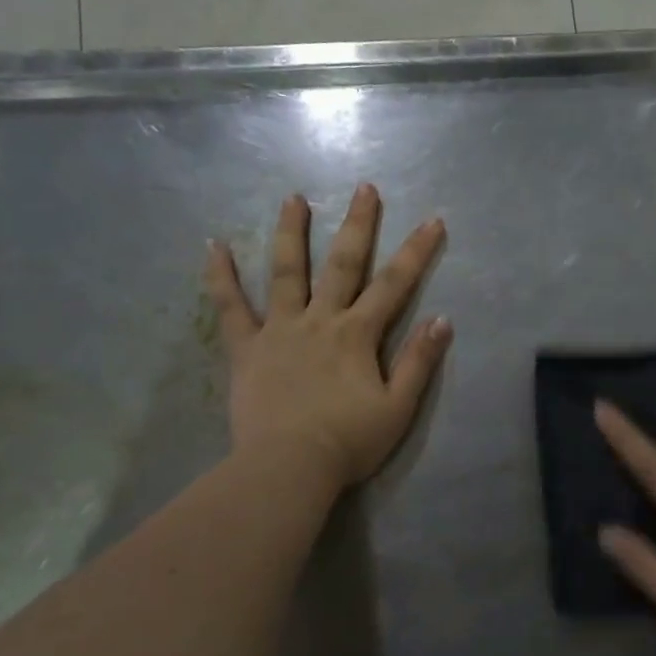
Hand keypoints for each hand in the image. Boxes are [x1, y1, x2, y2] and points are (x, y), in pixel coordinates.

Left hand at [205, 184, 451, 490]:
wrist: (287, 467)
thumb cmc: (348, 442)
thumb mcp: (398, 408)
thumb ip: (419, 362)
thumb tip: (442, 319)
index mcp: (358, 335)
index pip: (394, 285)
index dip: (417, 252)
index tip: (432, 220)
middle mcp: (320, 320)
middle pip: (343, 264)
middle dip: (358, 225)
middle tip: (364, 188)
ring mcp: (279, 330)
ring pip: (286, 272)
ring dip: (292, 233)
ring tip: (293, 198)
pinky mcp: (246, 349)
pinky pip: (231, 307)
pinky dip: (221, 277)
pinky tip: (213, 246)